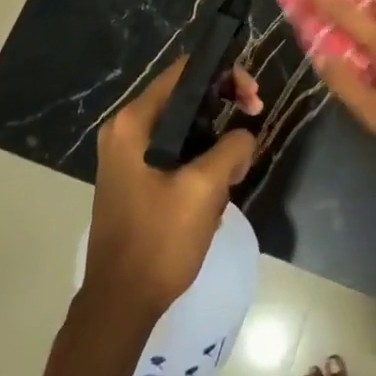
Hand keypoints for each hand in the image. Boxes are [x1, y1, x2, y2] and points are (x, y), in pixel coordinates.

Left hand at [83, 57, 261, 316]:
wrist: (120, 303)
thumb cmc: (159, 240)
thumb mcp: (204, 189)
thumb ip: (231, 147)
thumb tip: (244, 135)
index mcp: (134, 122)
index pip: (184, 73)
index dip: (223, 74)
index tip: (252, 97)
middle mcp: (125, 130)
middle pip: (185, 97)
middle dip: (224, 106)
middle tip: (254, 118)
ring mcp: (127, 155)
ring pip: (184, 127)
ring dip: (215, 138)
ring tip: (237, 165)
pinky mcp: (135, 178)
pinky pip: (175, 151)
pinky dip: (200, 158)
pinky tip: (218, 185)